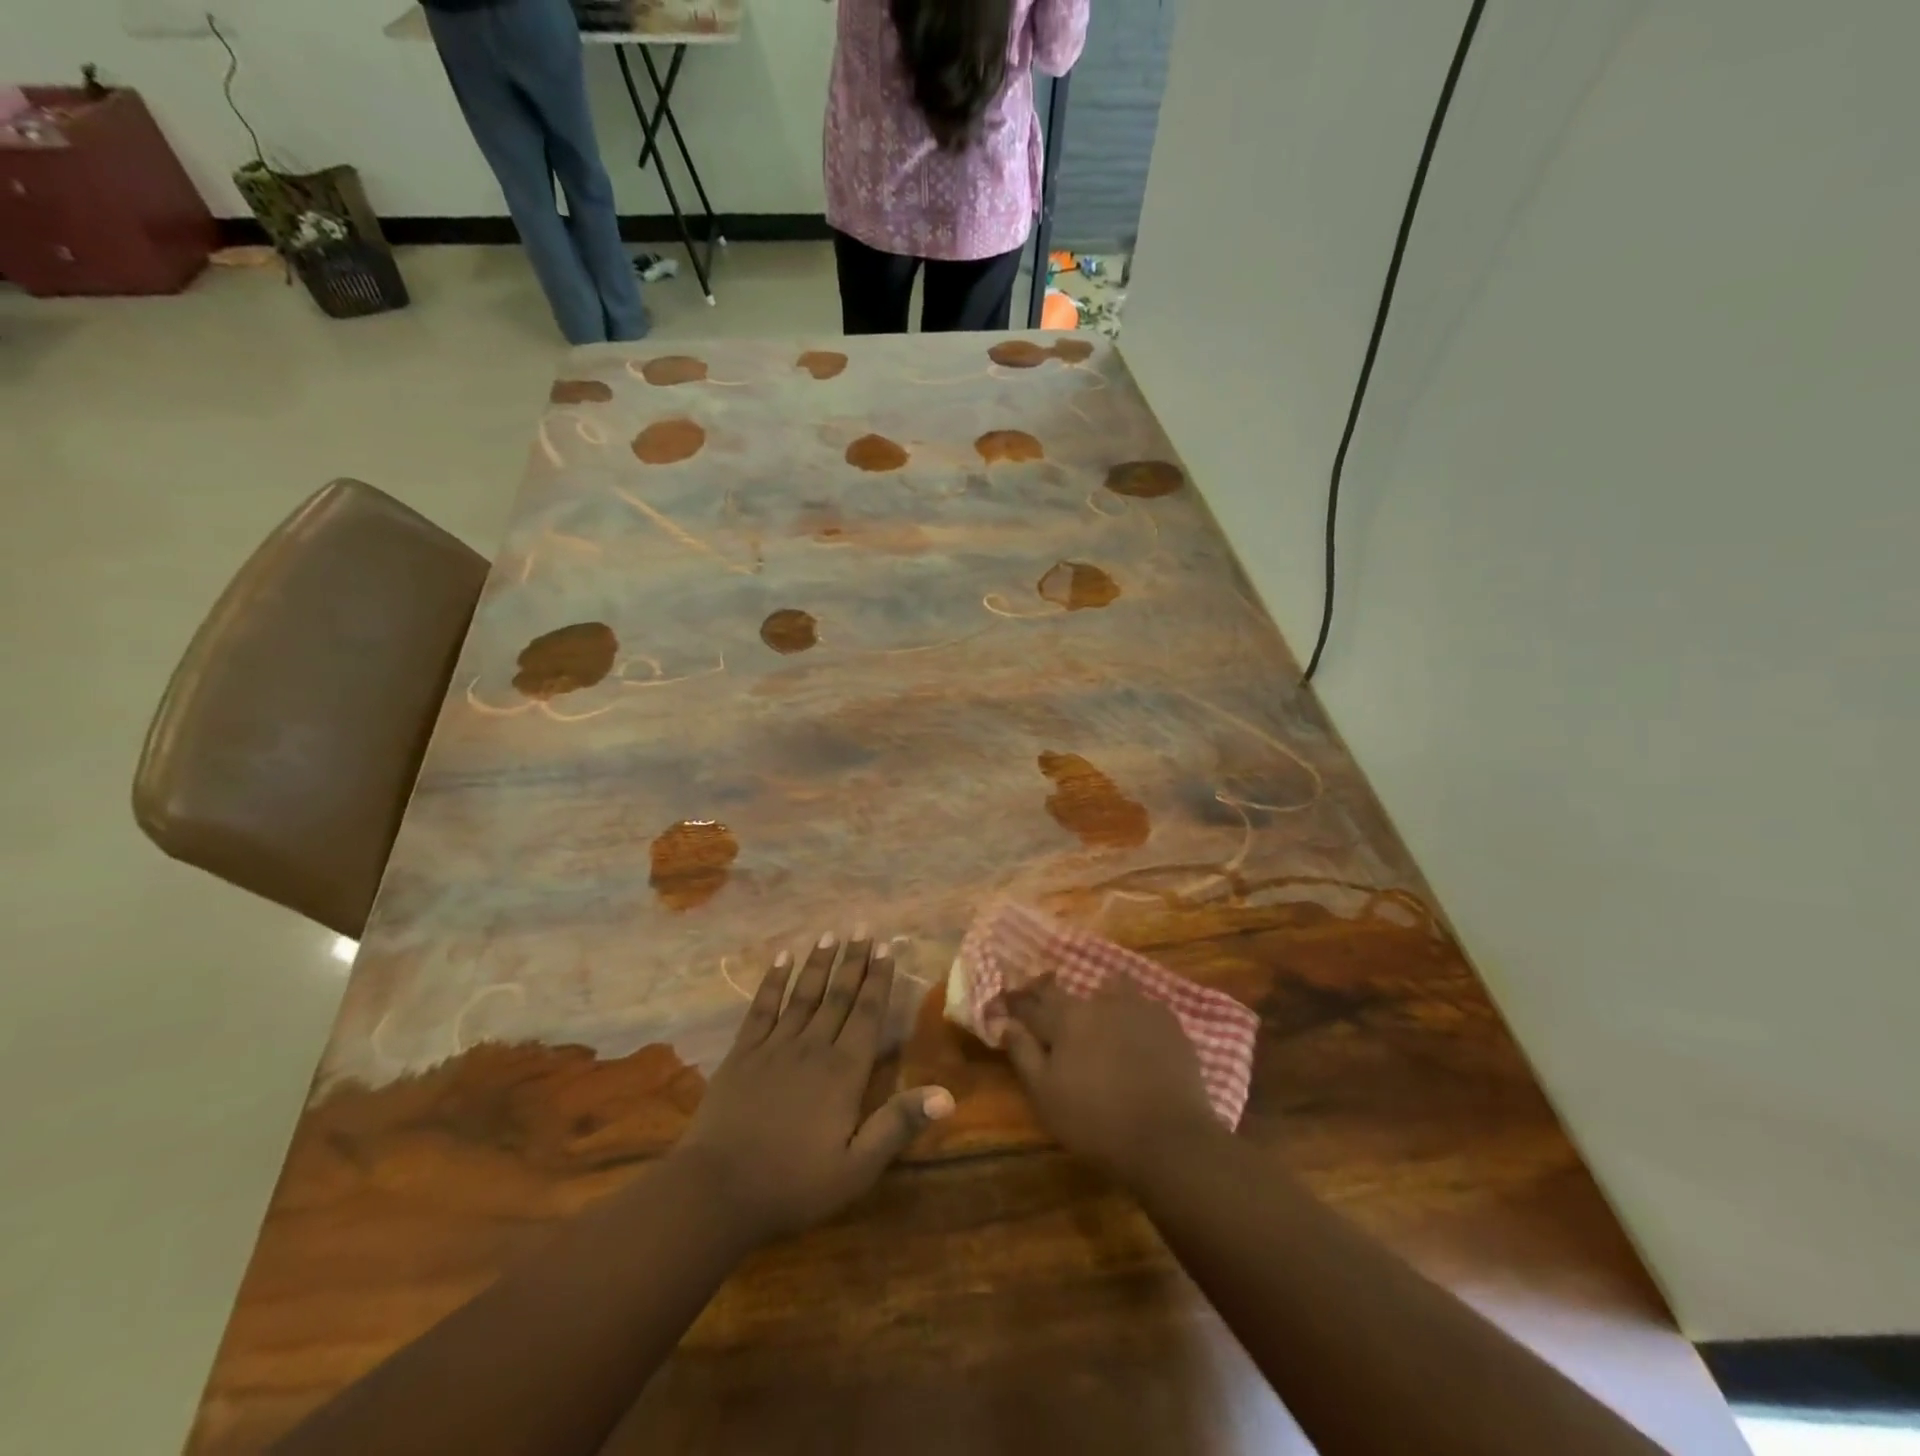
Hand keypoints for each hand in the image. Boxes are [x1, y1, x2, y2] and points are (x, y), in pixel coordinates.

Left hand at [672, 933, 952, 1248]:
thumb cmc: (793, 1184)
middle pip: (838, 996)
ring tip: (830, 934)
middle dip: (853, 961)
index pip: (867, 1014)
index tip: (886, 948)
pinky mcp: (742, 1053)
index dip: (878, 980)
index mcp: (843, 1072)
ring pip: (803, 994)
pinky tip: (781, 960)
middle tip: (863, 928)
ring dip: (818, 963)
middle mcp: (812, 1047)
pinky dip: (773, 982)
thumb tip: (947, 1095)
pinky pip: (762, 1008)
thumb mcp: (856, 1168)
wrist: (717, 1191)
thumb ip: (898, 1126)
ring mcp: (774, 1047)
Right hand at [1002, 975, 1220, 1188]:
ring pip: (1111, 989)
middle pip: (1067, 990)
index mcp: (1065, 1018)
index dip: (1017, 1004)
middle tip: (1049, 1011)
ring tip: (1100, 1019)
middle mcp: (1099, 1002)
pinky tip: (1138, 1036)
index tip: (1007, 1004)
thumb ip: (1023, 1054)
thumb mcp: (1045, 1096)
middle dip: (1051, 996)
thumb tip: (1005, 1022)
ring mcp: (1137, 1007)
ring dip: (1100, 998)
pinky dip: (1134, 1016)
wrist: (1168, 1138)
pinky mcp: (1168, 1022)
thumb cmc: (1096, 1122)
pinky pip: (1144, 1007)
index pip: (1032, 1004)